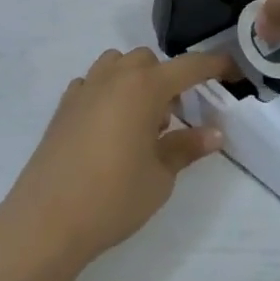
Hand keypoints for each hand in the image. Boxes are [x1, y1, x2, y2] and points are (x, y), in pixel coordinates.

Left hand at [0, 49, 232, 268]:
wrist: (47, 219)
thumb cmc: (113, 197)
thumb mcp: (160, 176)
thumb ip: (186, 148)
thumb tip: (214, 133)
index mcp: (144, 87)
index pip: (188, 67)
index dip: (214, 65)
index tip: (233, 71)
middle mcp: (113, 77)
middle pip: (148, 61)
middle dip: (167, 79)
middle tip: (176, 117)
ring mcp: (84, 89)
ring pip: (117, 65)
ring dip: (135, 81)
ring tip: (141, 122)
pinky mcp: (63, 107)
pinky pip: (93, 84)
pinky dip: (108, 93)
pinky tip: (110, 127)